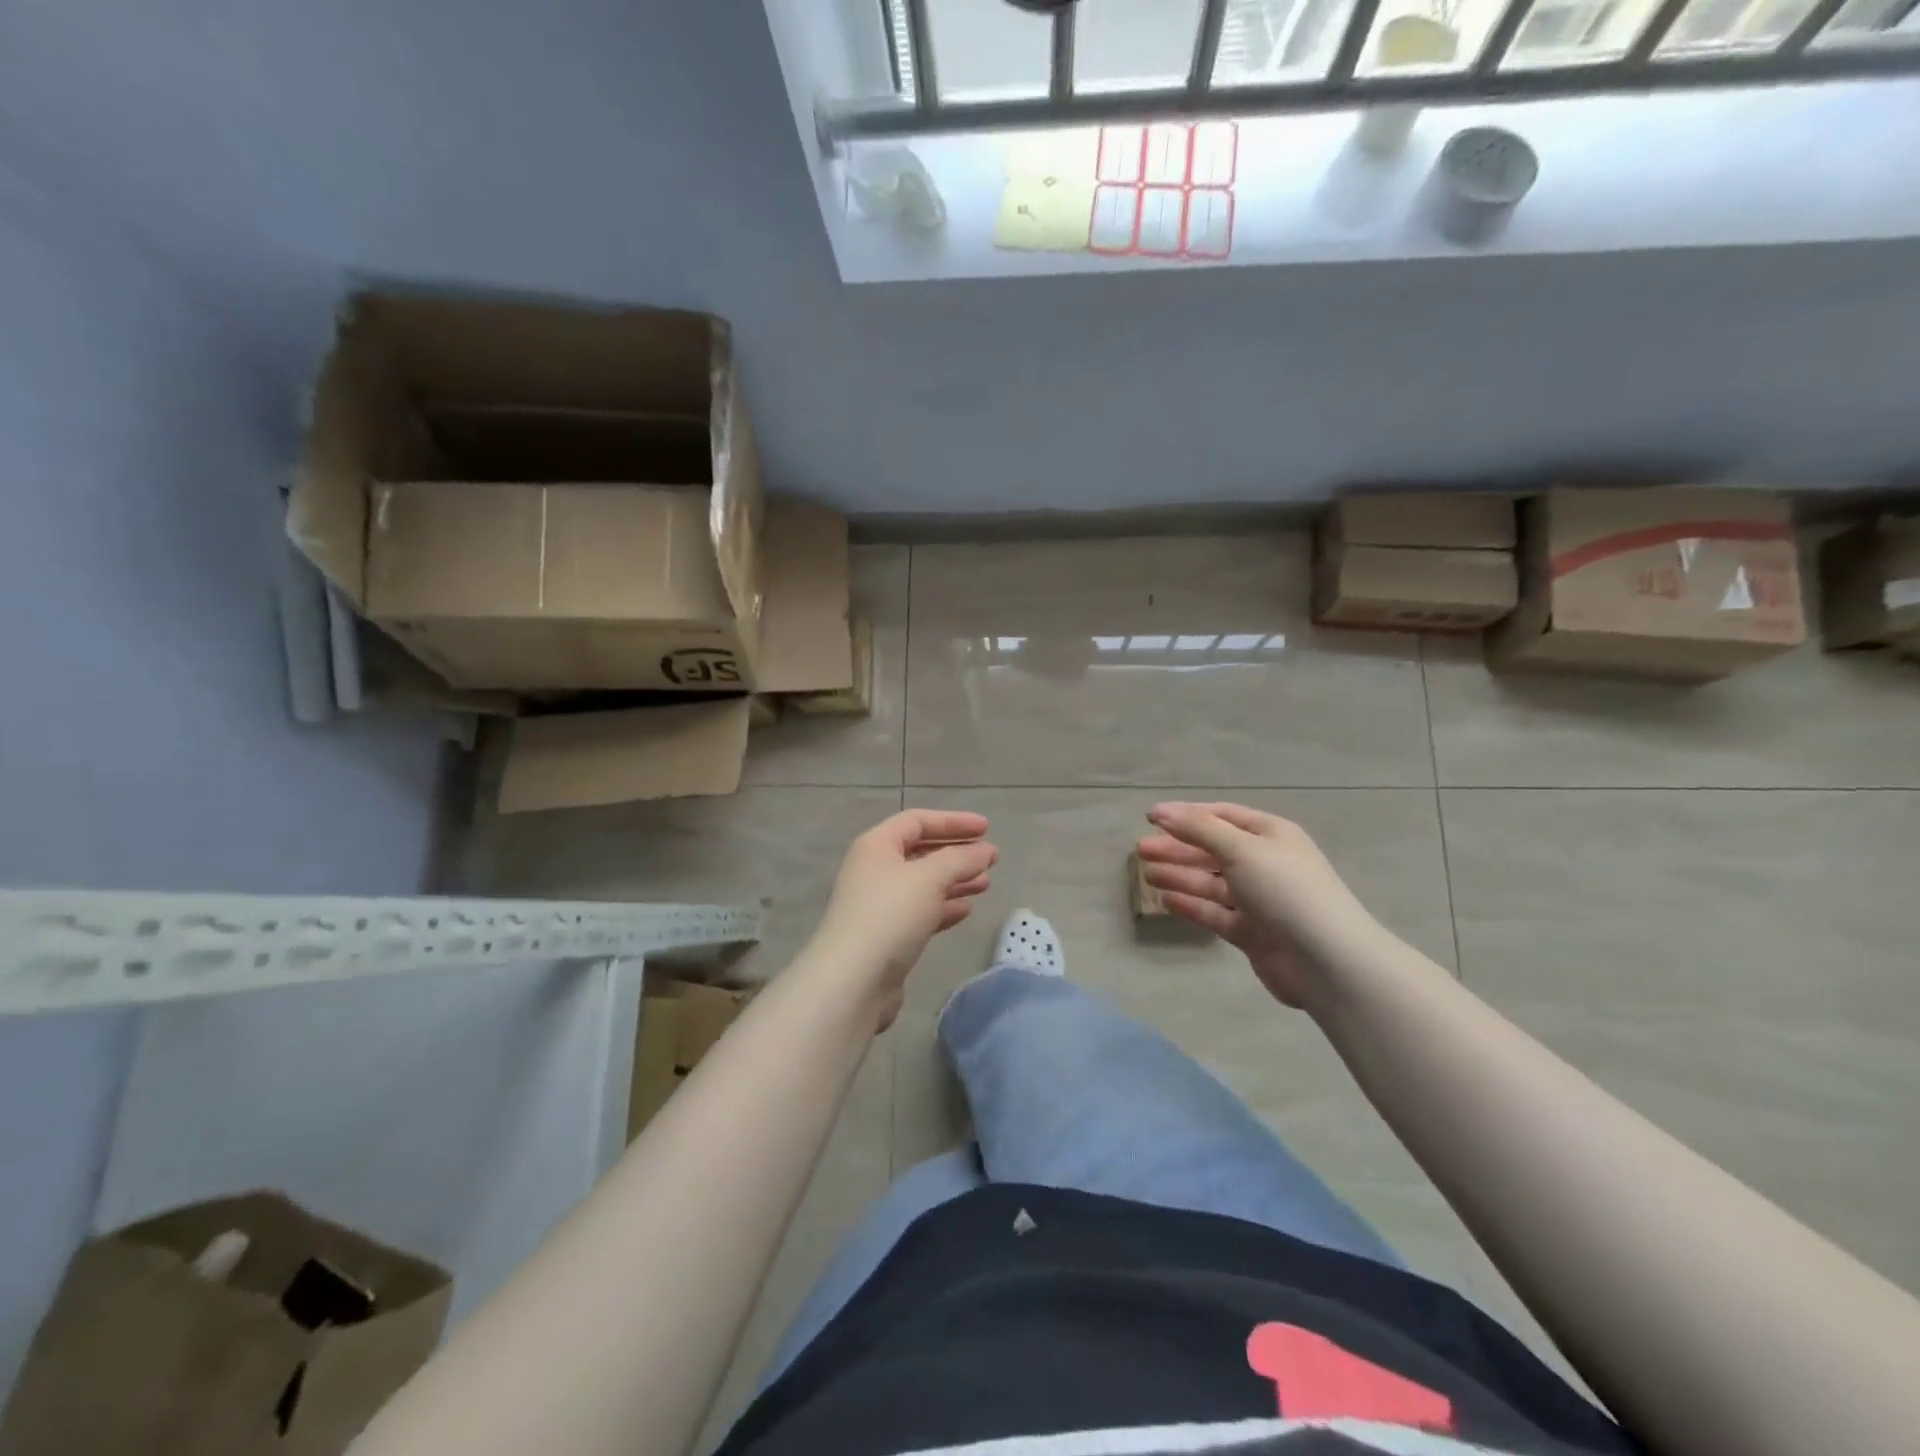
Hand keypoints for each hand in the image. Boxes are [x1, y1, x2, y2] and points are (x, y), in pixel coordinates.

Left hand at [808, 809, 996, 1030]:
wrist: (853, 981)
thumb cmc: (890, 915)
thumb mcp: (930, 878)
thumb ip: (960, 860)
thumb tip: (985, 851)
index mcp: (876, 846)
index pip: (917, 821)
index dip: (953, 821)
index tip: (987, 829)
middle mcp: (873, 870)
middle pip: (920, 852)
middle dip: (956, 853)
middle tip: (990, 859)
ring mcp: (878, 905)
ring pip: (922, 884)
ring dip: (954, 881)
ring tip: (985, 884)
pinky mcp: (886, 936)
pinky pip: (920, 912)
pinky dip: (943, 908)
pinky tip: (966, 911)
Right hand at [1135, 802, 1380, 1008]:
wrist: (1326, 960)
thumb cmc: (1285, 890)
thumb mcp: (1241, 848)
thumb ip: (1199, 829)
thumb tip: (1161, 812)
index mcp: (1270, 835)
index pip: (1221, 816)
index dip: (1186, 815)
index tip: (1150, 818)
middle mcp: (1264, 863)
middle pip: (1212, 850)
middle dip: (1177, 848)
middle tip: (1140, 849)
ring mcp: (1258, 900)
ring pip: (1211, 882)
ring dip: (1179, 875)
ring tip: (1146, 874)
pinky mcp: (1251, 932)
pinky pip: (1215, 913)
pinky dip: (1191, 905)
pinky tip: (1166, 899)